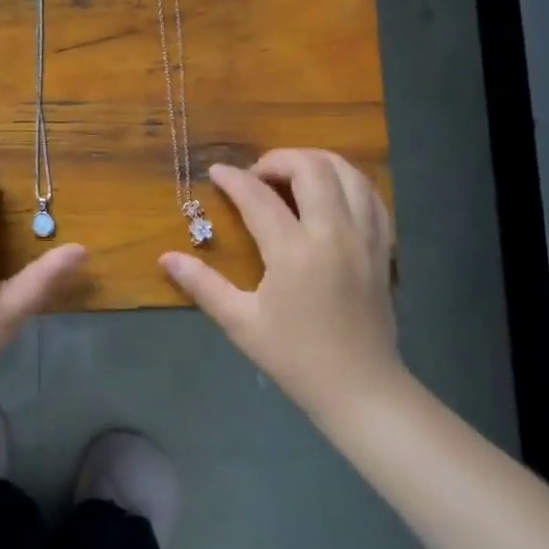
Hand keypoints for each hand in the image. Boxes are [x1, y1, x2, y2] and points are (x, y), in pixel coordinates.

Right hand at [160, 149, 405, 420]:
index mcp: (294, 252)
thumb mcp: (241, 323)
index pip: (258, 197)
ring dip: (316, 162)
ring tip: (291, 177)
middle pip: (311, 168)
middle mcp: (334, 234)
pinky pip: (371, 196)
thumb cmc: (295, 358)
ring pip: (348, 173)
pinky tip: (329, 194)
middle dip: (278, 159)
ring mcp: (365, 238)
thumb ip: (203, 285)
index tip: (216, 173)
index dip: (233, 179)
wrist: (361, 388)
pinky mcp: (383, 247)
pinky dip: (348, 182)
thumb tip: (166, 258)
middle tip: (256, 176)